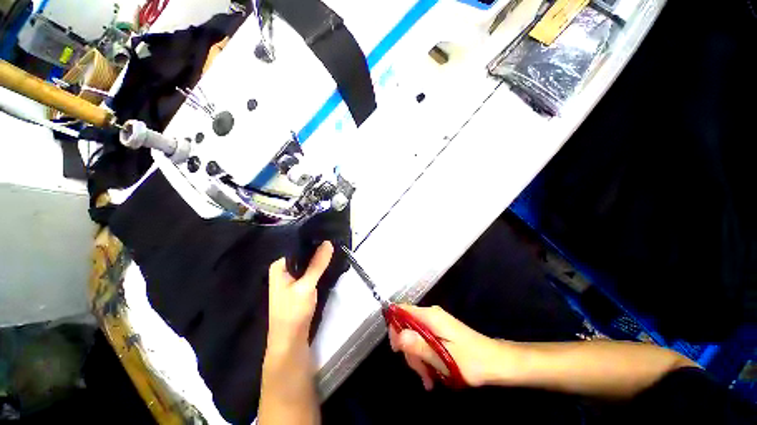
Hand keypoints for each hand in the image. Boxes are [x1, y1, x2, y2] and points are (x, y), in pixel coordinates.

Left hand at [267, 242, 333, 349]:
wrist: (290, 340)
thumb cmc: (293, 311)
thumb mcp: (306, 286)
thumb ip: (317, 264)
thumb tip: (328, 243)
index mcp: (279, 266)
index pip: (298, 247)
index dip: (314, 242)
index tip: (329, 237)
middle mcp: (284, 269)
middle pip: (304, 256)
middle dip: (318, 251)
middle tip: (335, 243)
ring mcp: (292, 278)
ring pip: (308, 264)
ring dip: (320, 260)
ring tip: (335, 250)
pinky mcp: (300, 286)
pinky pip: (310, 272)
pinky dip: (319, 269)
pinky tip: (329, 264)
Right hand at [389, 305, 507, 389]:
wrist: (497, 363)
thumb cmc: (471, 360)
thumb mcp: (442, 357)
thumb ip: (418, 345)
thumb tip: (397, 336)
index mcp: (430, 316)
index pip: (402, 311)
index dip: (395, 326)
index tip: (397, 350)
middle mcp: (431, 316)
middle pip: (407, 326)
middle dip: (409, 350)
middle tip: (420, 372)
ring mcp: (436, 324)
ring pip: (415, 337)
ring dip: (418, 358)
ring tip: (428, 379)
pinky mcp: (440, 333)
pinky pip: (424, 342)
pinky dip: (425, 357)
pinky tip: (431, 376)